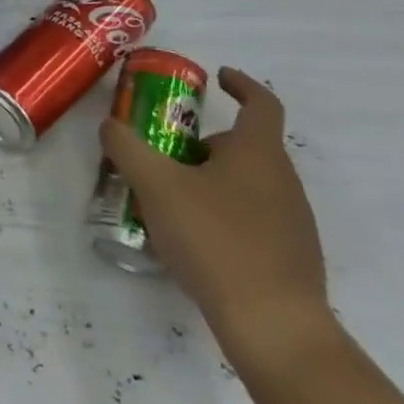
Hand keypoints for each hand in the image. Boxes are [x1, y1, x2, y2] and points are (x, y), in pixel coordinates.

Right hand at [99, 67, 331, 366]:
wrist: (273, 326)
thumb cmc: (216, 240)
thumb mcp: (156, 186)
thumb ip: (127, 148)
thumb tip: (110, 125)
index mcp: (259, 154)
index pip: (261, 104)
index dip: (241, 85)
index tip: (218, 77)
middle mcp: (283, 181)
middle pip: (245, 147)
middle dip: (203, 144)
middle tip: (164, 155)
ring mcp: (292, 222)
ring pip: (247, 184)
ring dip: (210, 180)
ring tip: (169, 201)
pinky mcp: (290, 257)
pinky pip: (252, 218)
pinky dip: (222, 214)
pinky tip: (193, 240)